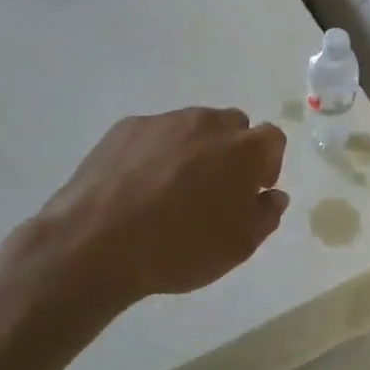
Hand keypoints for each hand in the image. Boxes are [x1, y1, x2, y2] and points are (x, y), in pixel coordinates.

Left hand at [23, 108, 289, 312]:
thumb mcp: (238, 246)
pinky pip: (154, 134)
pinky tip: (138, 187)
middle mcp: (206, 123)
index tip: (252, 191)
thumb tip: (271, 196)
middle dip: (231, 152)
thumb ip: (265, 215)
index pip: (272, 139)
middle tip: (214, 190)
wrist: (97, 242)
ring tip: (170, 190)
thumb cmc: (180, 248)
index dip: (267, 164)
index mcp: (242, 150)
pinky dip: (155, 153)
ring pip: (191, 127)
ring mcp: (163, 121)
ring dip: (193, 150)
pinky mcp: (126, 128)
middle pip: (232, 127)